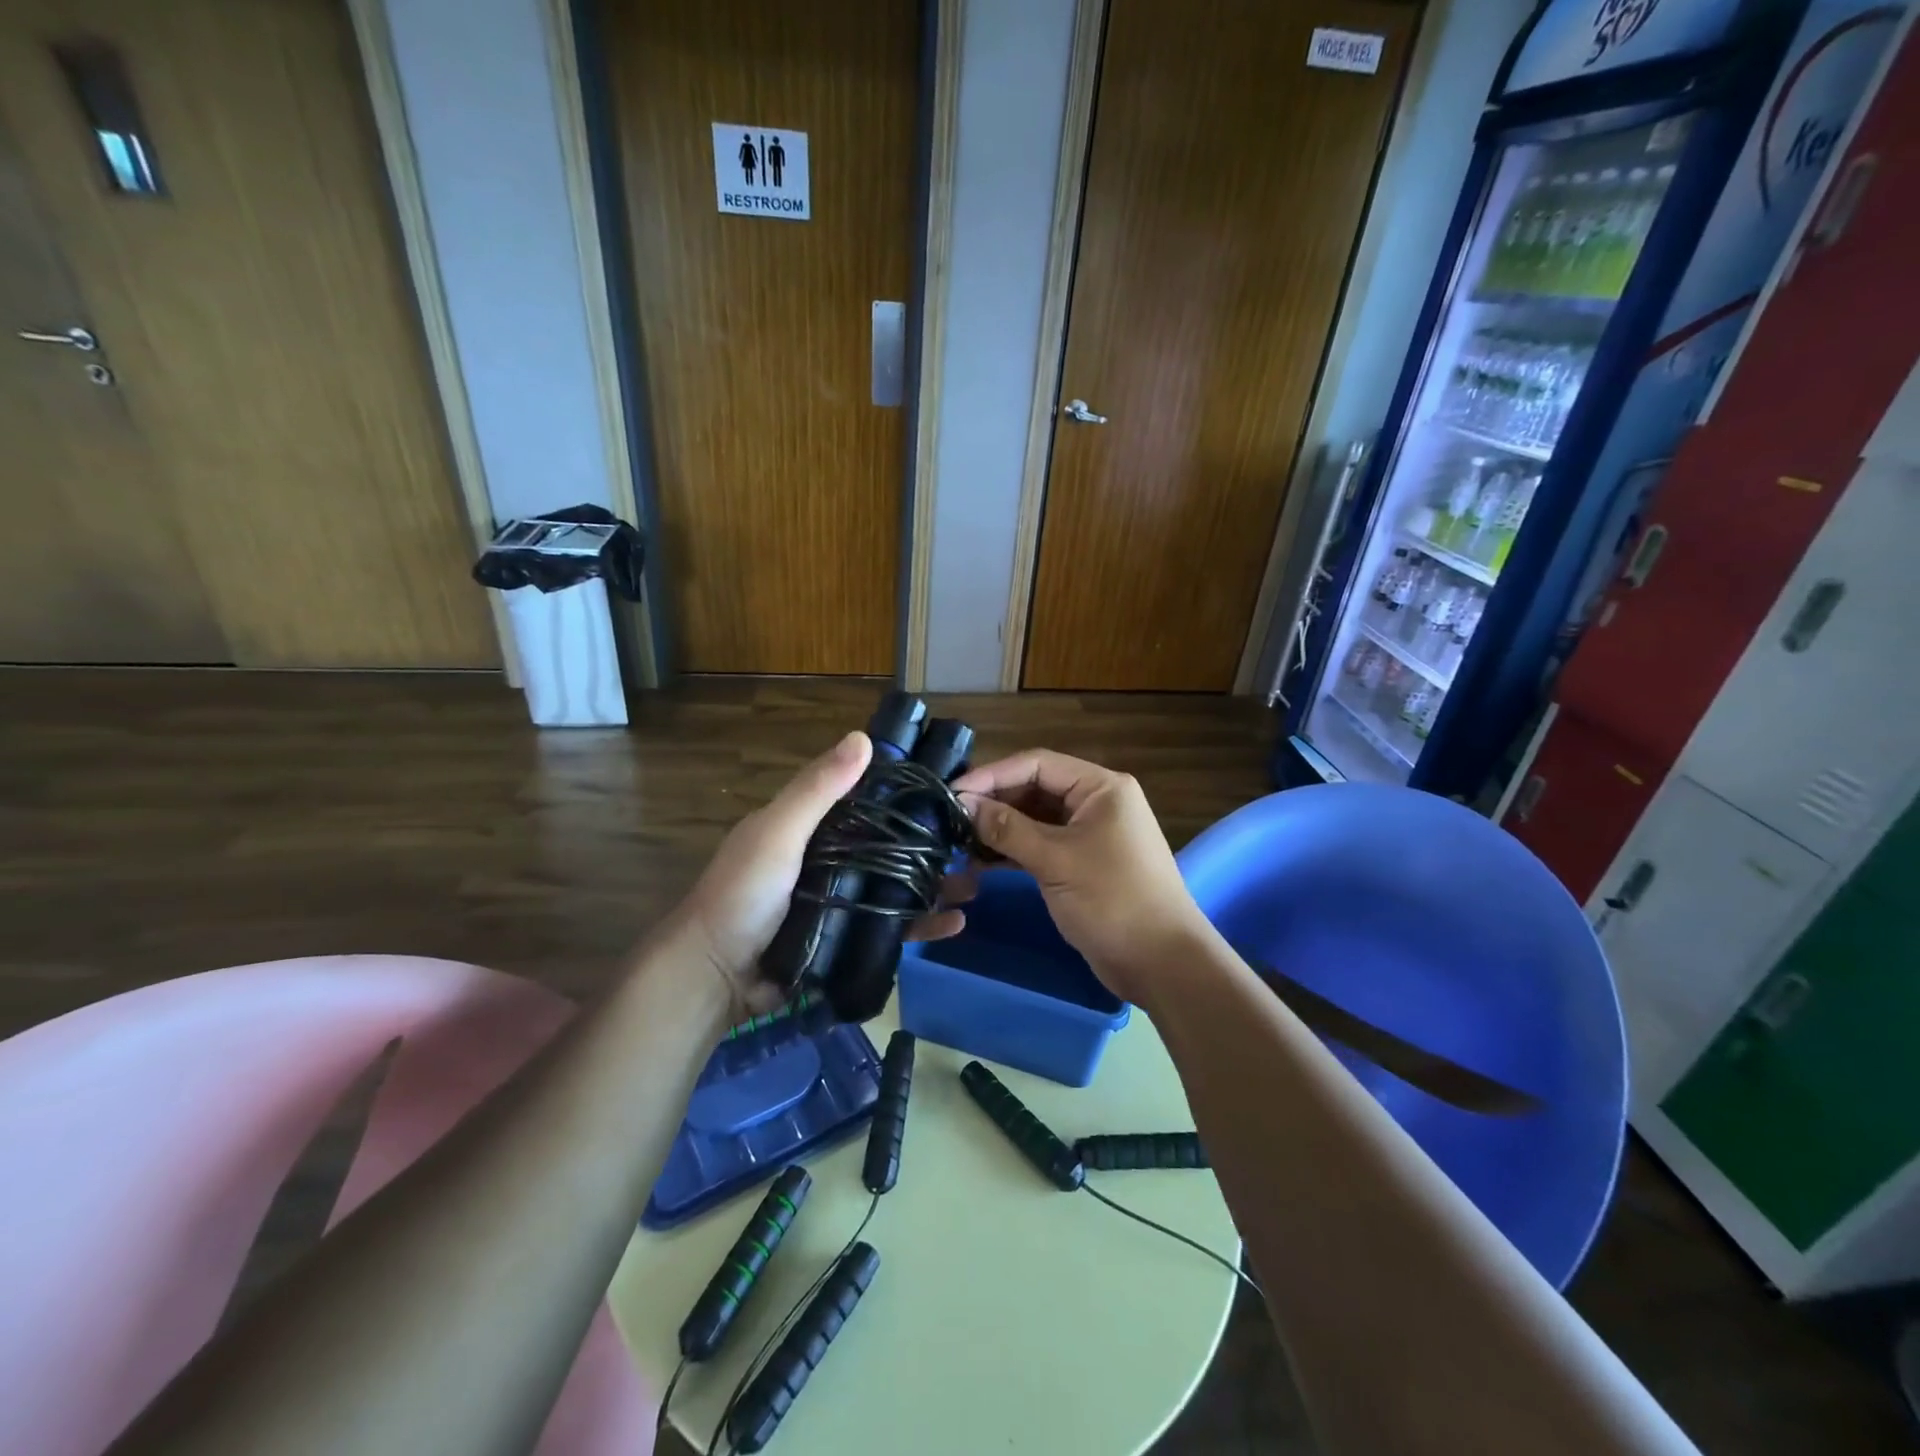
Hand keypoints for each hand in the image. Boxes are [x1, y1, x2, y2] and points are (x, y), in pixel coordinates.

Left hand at [668, 732, 968, 1020]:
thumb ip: (816, 791)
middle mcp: (830, 858)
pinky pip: (892, 928)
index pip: (865, 798)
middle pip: (889, 844)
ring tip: (974, 883)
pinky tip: (956, 924)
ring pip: (897, 886)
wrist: (716, 977)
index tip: (946, 786)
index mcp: (811, 827)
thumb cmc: (742, 894)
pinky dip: (923, 925)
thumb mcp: (777, 833)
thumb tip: (863, 738)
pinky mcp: (848, 940)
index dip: (902, 791)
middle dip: (929, 843)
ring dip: (935, 884)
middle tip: (972, 840)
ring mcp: (841, 902)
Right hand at [952, 750, 1209, 1003]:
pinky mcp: (1080, 863)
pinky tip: (980, 862)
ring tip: (958, 842)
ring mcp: (1089, 833)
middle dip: (994, 802)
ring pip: (1034, 819)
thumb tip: (963, 803)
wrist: (1161, 963)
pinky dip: (1012, 851)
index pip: (1037, 764)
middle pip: (1034, 789)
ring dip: (999, 829)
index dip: (993, 774)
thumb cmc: (1113, 900)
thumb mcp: (1056, 860)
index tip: (953, 791)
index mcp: (1100, 787)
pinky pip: (1040, 845)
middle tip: (950, 819)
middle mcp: (1095, 802)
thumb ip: (1007, 829)